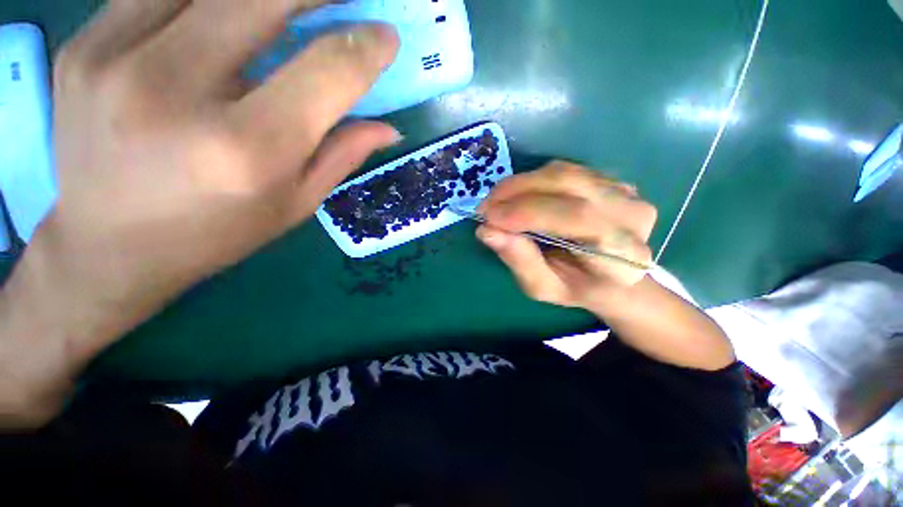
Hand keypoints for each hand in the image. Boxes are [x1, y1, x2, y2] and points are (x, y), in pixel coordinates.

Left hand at [0, 0, 400, 425]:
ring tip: (286, 6)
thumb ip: (342, 156)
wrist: (108, 247)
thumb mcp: (294, 204)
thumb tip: (389, 128)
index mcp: (245, 149)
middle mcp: (175, 91)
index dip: (364, 48)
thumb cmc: (216, 234)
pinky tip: (220, 16)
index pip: (324, 72)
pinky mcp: (83, 45)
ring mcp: (114, 57)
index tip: (385, 37)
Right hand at [476, 162, 657, 310]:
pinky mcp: (611, 180)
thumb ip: (519, 260)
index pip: (575, 218)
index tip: (488, 219)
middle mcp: (632, 216)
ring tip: (496, 201)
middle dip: (517, 192)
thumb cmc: (575, 288)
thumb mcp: (541, 287)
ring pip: (564, 173)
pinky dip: (533, 180)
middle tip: (485, 207)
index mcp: (623, 254)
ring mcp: (626, 192)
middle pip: (569, 185)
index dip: (527, 212)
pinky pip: (565, 171)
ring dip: (521, 184)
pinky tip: (518, 196)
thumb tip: (487, 230)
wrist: (609, 276)